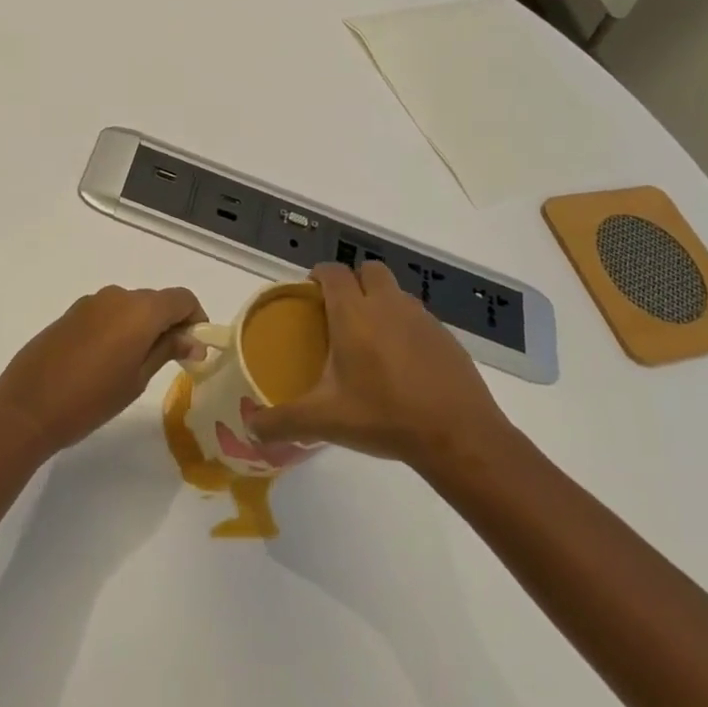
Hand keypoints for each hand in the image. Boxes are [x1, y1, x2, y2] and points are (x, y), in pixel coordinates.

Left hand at [0, 285, 203, 456]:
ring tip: (138, 364)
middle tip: (172, 361)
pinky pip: (106, 313)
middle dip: (170, 324)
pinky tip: (108, 361)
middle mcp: (116, 296)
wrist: (27, 407)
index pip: (182, 299)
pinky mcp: (70, 314)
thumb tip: (194, 339)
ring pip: (130, 306)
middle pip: (156, 301)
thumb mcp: (137, 379)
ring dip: (142, 326)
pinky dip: (118, 328)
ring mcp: (90, 302)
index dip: (195, 319)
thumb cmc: (91, 399)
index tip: (195, 349)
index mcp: (139, 309)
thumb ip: (167, 350)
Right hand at [245, 262, 516, 484]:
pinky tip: (402, 364)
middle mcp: (387, 305)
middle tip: (339, 314)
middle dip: (353, 282)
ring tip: (369, 340)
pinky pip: (418, 317)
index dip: (318, 276)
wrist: (458, 436)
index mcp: (353, 314)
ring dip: (380, 302)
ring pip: (395, 292)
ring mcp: (422, 318)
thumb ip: (282, 421)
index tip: (309, 294)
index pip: (332, 272)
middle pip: (368, 270)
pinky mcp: (446, 337)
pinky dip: (405, 327)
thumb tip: (249, 429)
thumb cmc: (383, 417)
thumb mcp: (324, 421)